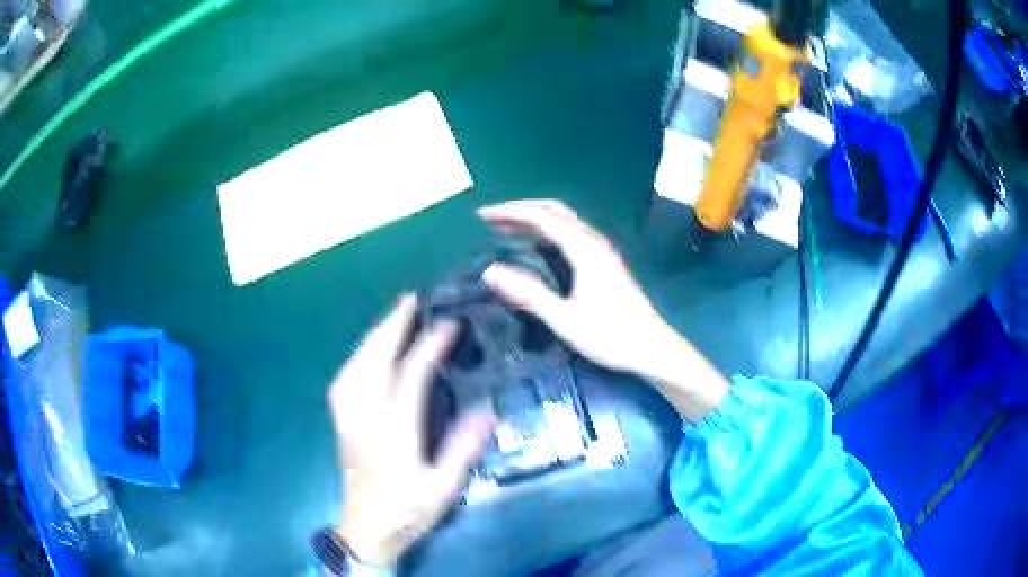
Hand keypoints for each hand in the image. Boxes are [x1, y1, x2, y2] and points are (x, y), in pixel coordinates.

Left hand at [327, 295, 495, 567]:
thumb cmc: (408, 510)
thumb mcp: (443, 488)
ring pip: (355, 364)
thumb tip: (487, 410)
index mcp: (393, 432)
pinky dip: (358, 355)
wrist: (367, 529)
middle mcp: (365, 417)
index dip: (429, 346)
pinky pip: (345, 377)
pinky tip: (368, 351)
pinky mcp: (341, 422)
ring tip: (394, 317)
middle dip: (391, 326)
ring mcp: (348, 417)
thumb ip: (462, 449)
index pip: (410, 377)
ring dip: (374, 335)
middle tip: (411, 299)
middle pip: (373, 360)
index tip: (448, 325)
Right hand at [478, 199, 728, 420]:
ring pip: (564, 221)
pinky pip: (570, 233)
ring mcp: (602, 250)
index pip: (542, 217)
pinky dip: (547, 231)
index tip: (481, 215)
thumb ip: (529, 294)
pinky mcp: (604, 261)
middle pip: (554, 210)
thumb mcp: (565, 319)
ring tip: (504, 228)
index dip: (510, 212)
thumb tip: (490, 271)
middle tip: (490, 219)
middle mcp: (594, 241)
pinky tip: (534, 246)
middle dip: (521, 209)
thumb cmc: (611, 336)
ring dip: (534, 219)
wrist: (651, 348)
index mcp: (585, 249)